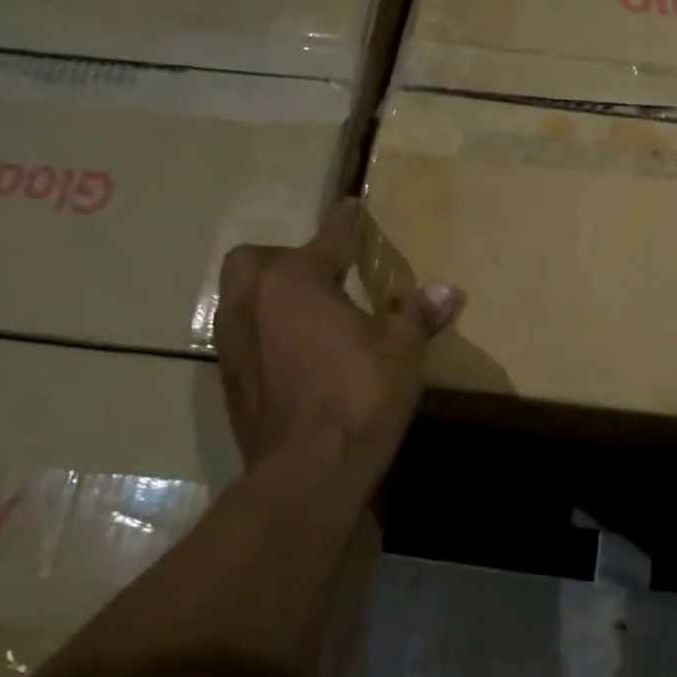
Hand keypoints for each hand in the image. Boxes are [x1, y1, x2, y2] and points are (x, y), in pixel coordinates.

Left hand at [215, 200, 464, 468]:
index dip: (345, 222)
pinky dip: (266, 330)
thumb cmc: (360, 395)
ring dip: (271, 294)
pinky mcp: (230, 379)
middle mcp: (253, 302)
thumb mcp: (402, 349)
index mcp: (295, 281)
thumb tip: (446, 291)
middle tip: (323, 274)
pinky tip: (297, 351)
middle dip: (287, 258)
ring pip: (242, 296)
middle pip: (258, 260)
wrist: (308, 470)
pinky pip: (244, 334)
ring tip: (309, 311)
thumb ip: (416, 313)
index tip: (353, 206)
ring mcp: (234, 342)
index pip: (327, 240)